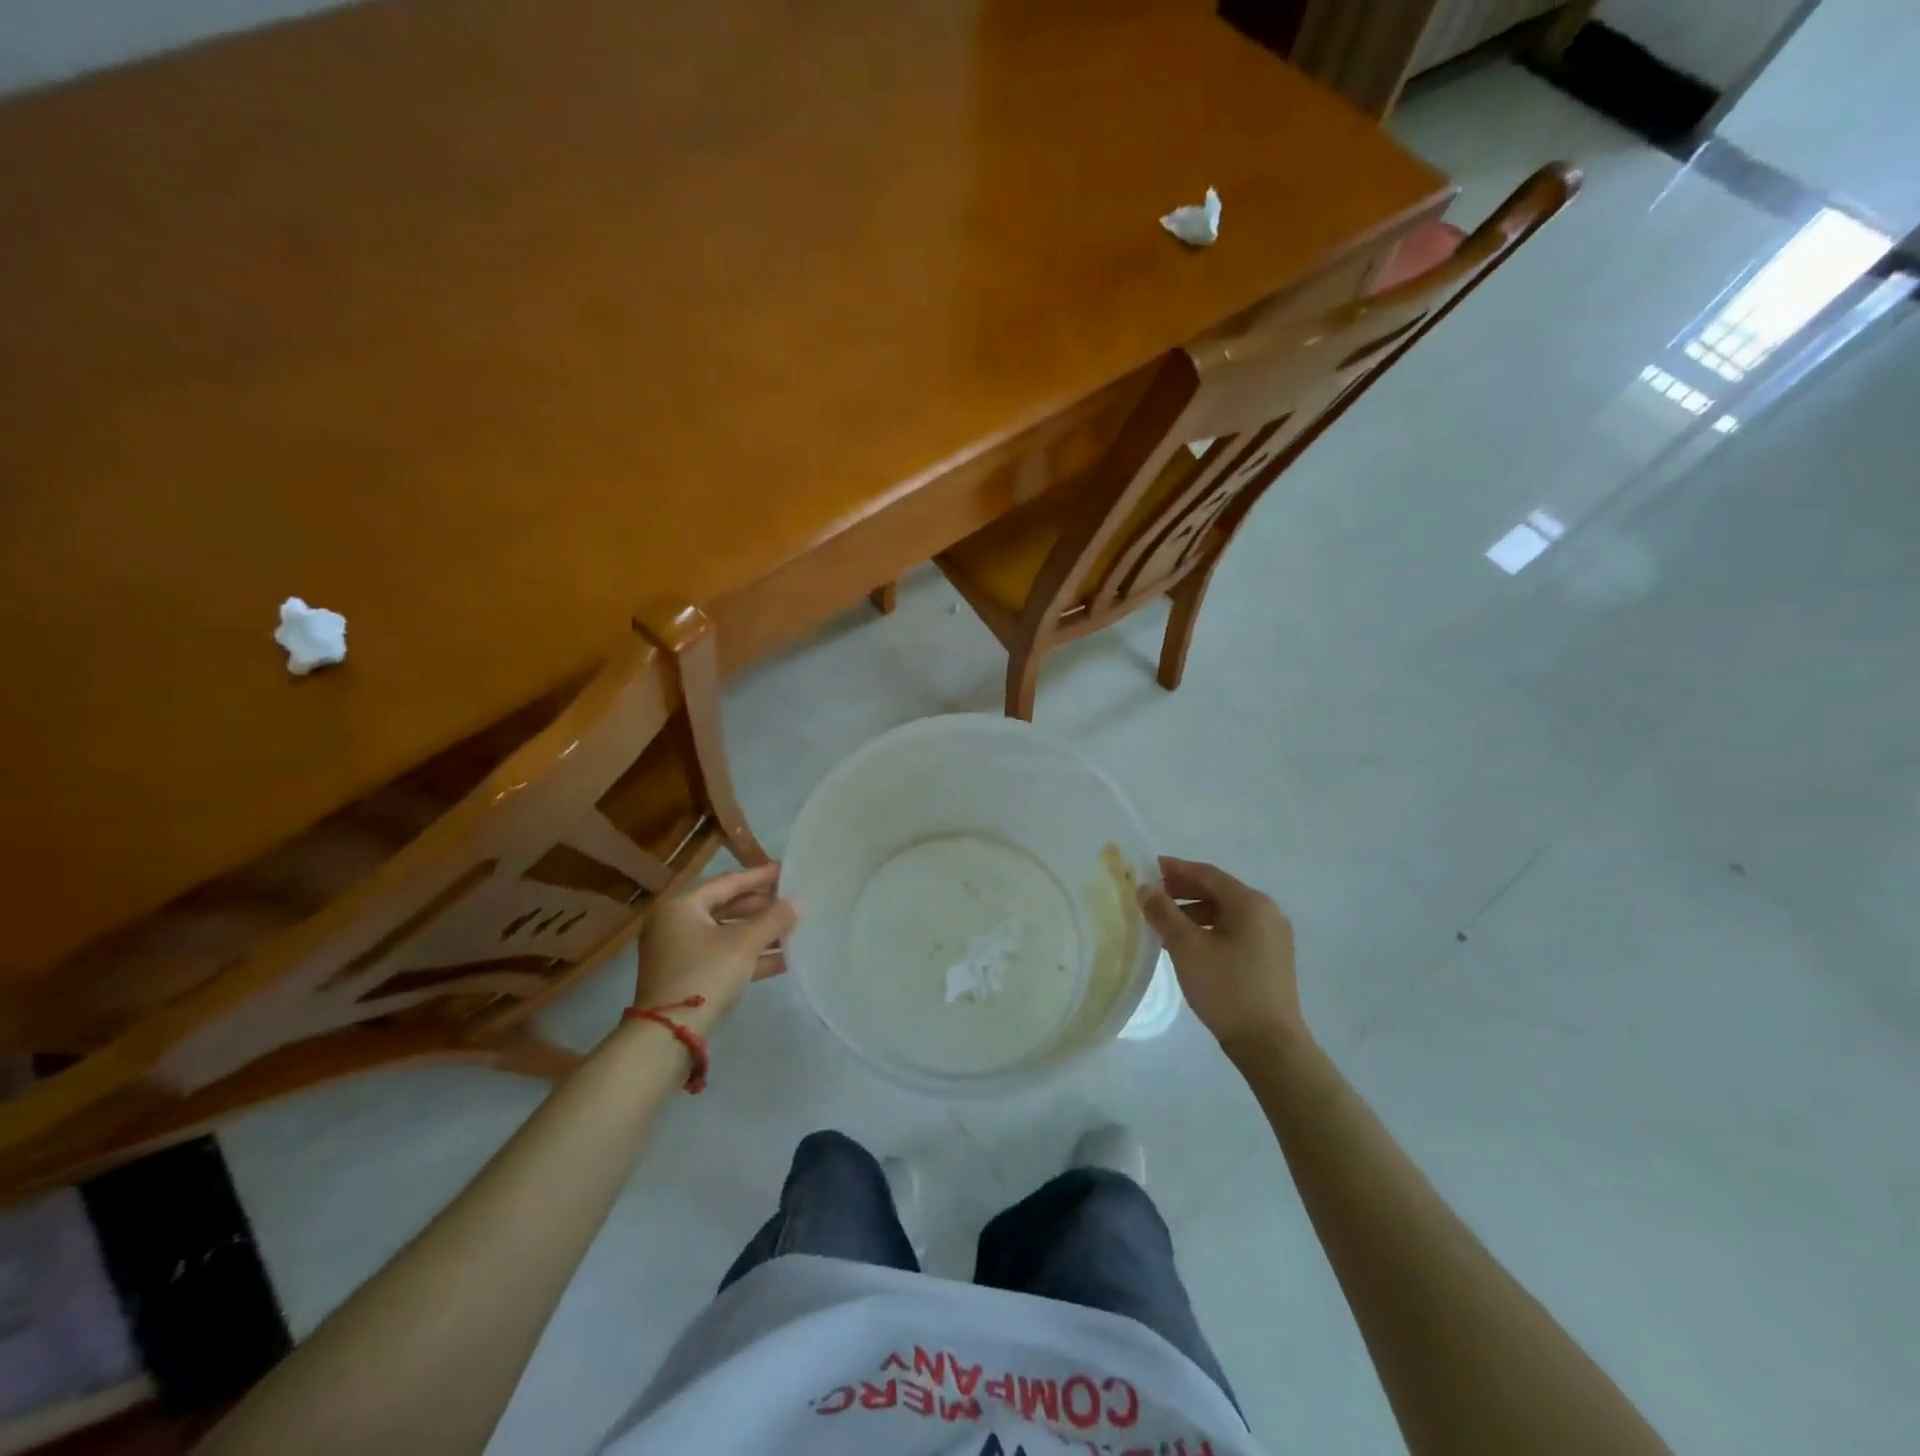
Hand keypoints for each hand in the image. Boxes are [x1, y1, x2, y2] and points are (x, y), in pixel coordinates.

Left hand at [631, 863, 797, 1034]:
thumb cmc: (705, 976)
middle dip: (761, 909)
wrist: (668, 1037)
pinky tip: (781, 961)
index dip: (759, 877)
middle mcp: (675, 925)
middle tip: (791, 904)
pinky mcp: (686, 978)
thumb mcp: (744, 945)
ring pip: (726, 935)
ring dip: (759, 934)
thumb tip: (797, 904)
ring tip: (792, 932)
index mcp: (681, 907)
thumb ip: (773, 920)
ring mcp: (679, 953)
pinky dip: (748, 957)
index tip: (785, 871)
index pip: (726, 883)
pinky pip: (722, 957)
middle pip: (725, 908)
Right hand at [1136, 857, 1304, 1056]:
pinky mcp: (1271, 959)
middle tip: (1152, 895)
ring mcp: (1273, 937)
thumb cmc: (1227, 988)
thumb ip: (1163, 913)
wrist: (1270, 1045)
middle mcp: (1267, 913)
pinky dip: (1209, 929)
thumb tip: (1145, 888)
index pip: (1208, 874)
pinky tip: (1189, 944)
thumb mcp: (1187, 948)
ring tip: (1165, 923)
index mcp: (1251, 903)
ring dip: (1194, 912)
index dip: (1176, 869)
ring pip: (1226, 913)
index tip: (1148, 868)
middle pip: (1218, 891)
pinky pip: (1235, 931)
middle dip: (1183, 890)